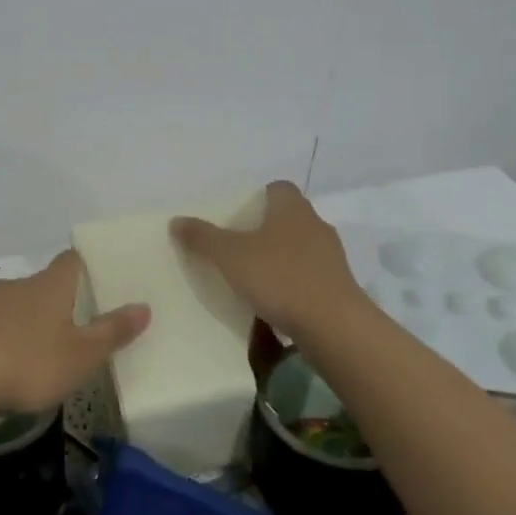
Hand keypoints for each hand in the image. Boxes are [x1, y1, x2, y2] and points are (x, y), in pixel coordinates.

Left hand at [0, 251, 149, 422]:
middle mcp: (14, 285)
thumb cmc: (24, 366)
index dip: (86, 265)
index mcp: (48, 287)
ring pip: (10, 305)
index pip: (72, 260)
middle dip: (56, 301)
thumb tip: (144, 305)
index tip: (98, 277)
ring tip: (34, 351)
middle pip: (41, 284)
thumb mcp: (80, 357)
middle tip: (73, 327)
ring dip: (23, 322)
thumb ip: (112, 332)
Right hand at [171, 180, 364, 337]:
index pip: (278, 188)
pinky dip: (293, 284)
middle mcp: (316, 226)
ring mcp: (332, 258)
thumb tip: (176, 220)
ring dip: (281, 258)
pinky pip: (310, 277)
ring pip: (301, 248)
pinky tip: (276, 302)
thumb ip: (202, 238)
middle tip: (239, 245)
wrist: (333, 326)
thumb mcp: (230, 256)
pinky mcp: (339, 287)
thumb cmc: (280, 278)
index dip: (259, 197)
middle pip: (289, 218)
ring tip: (254, 277)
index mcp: (292, 209)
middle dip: (267, 229)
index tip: (238, 214)